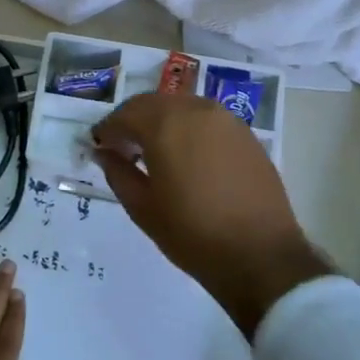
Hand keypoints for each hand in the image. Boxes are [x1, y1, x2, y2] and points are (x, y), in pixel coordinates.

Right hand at [93, 93, 334, 337]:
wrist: (260, 256)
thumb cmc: (192, 234)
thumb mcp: (143, 207)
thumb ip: (117, 172)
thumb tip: (103, 152)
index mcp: (165, 124)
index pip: (125, 114)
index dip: (107, 129)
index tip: (99, 147)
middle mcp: (195, 109)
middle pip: (153, 103)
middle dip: (133, 121)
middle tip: (123, 148)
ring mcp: (225, 119)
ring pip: (181, 107)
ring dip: (161, 121)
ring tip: (154, 152)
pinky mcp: (245, 134)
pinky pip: (206, 119)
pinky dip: (188, 128)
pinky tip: (186, 156)